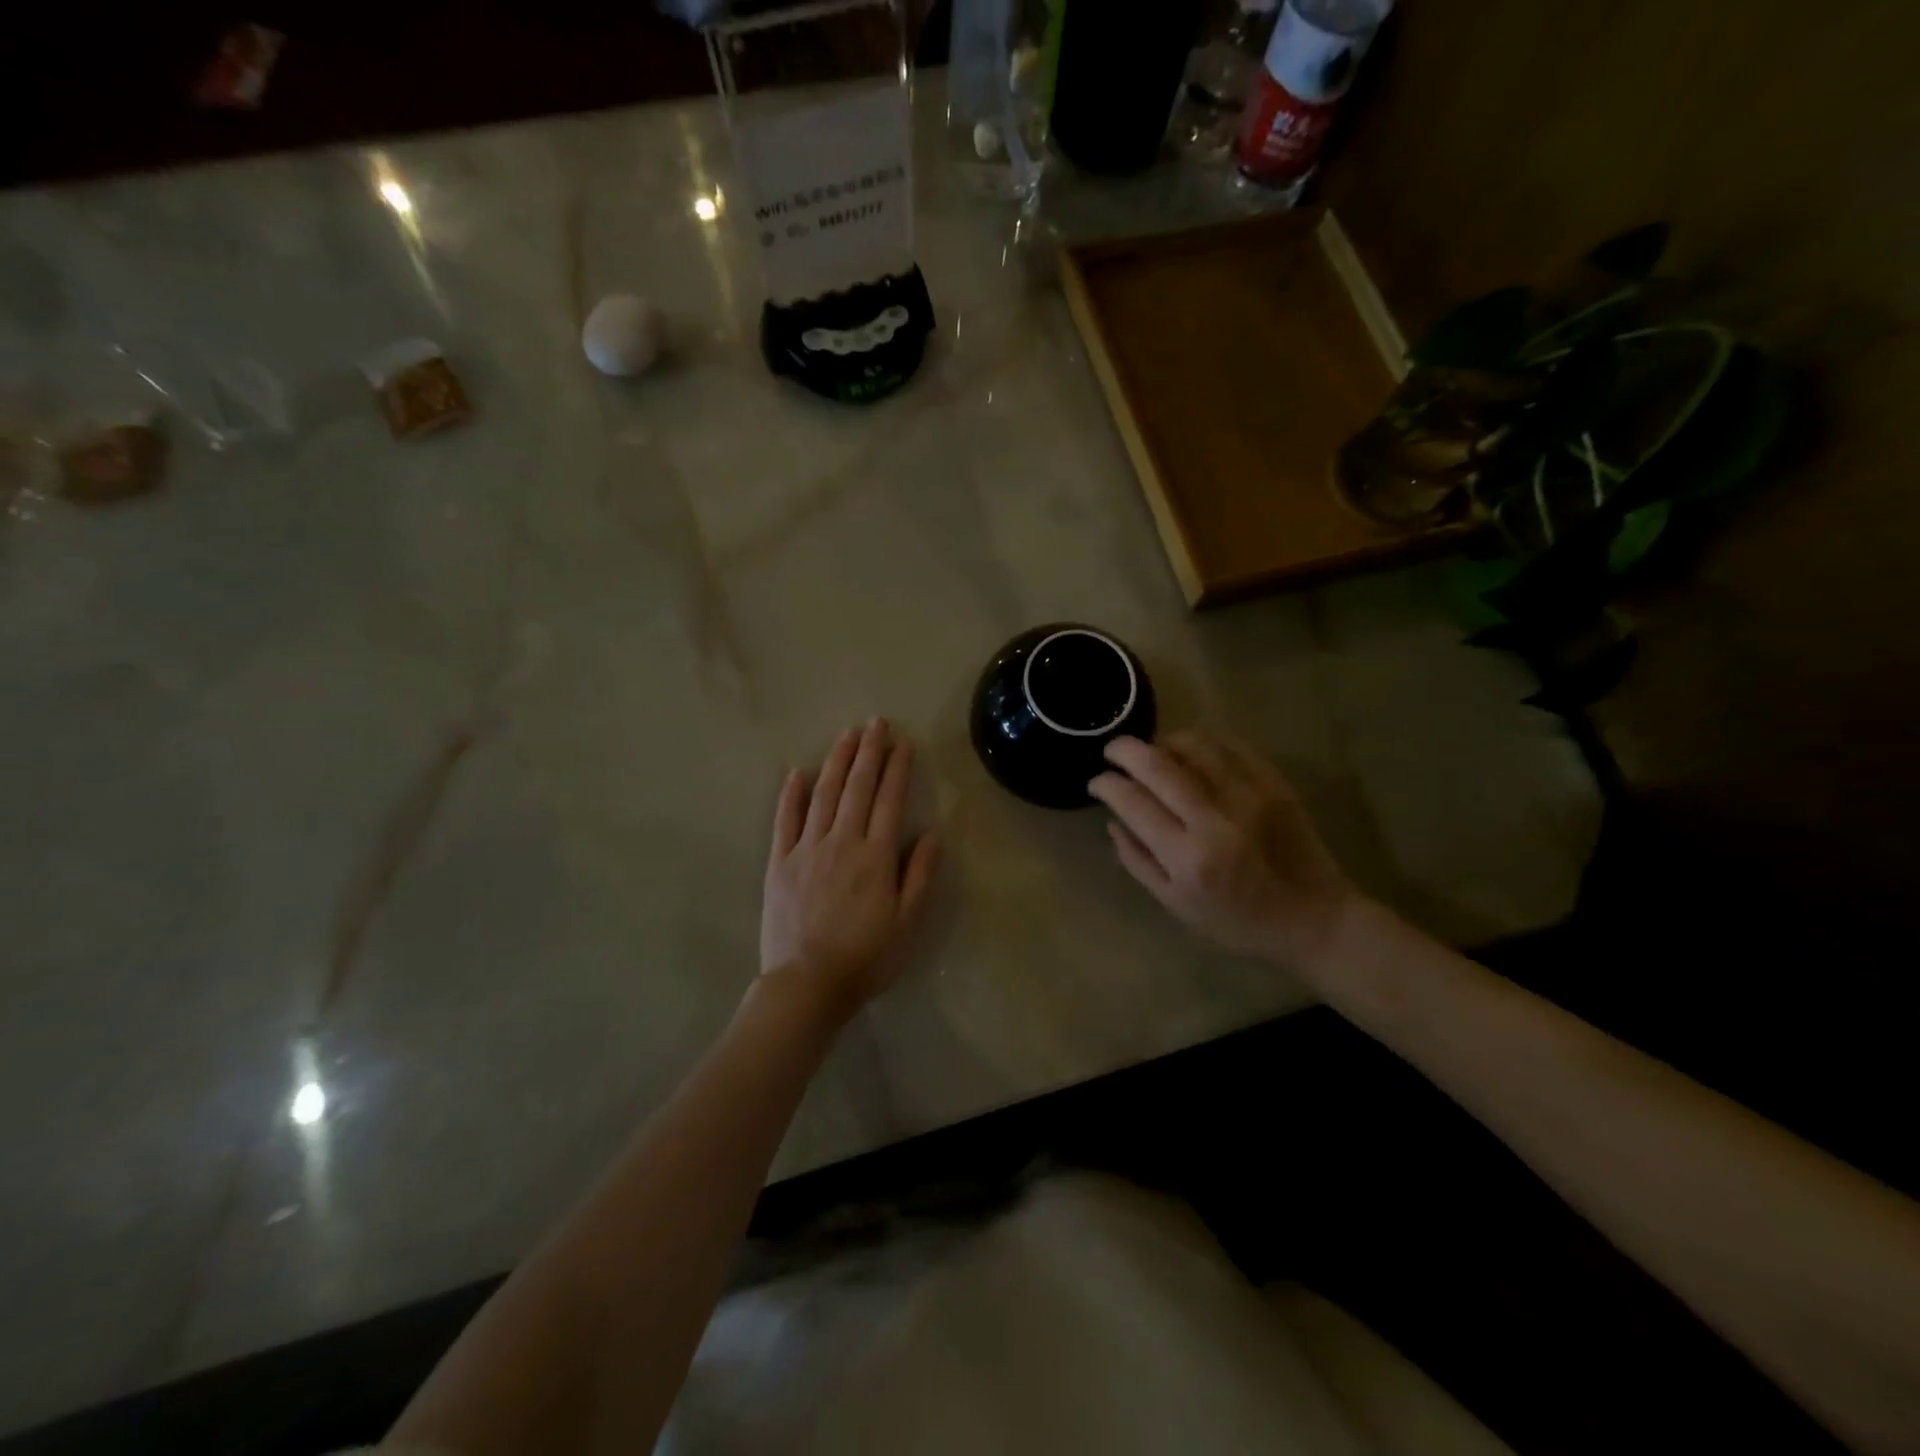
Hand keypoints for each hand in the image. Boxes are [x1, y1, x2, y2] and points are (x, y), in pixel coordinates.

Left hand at [760, 719, 940, 1022]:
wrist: (807, 984)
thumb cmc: (866, 957)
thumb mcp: (908, 922)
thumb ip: (920, 875)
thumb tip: (932, 834)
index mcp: (875, 855)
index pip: (889, 800)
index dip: (897, 768)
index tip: (902, 742)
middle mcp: (842, 841)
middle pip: (857, 787)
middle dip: (868, 752)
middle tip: (875, 723)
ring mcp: (807, 849)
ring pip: (823, 795)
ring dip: (836, 762)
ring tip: (846, 735)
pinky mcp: (780, 863)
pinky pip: (785, 820)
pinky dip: (791, 794)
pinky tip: (796, 772)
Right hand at [1089, 729, 1358, 969]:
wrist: (1313, 918)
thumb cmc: (1237, 922)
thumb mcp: (1176, 904)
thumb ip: (1137, 860)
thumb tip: (1112, 819)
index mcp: (1188, 857)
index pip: (1132, 802)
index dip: (1106, 784)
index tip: (1096, 782)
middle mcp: (1216, 819)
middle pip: (1157, 764)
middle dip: (1125, 750)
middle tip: (1112, 752)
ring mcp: (1249, 795)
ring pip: (1193, 744)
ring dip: (1162, 741)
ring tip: (1153, 752)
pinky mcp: (1273, 783)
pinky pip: (1229, 744)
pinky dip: (1201, 739)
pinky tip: (1189, 750)